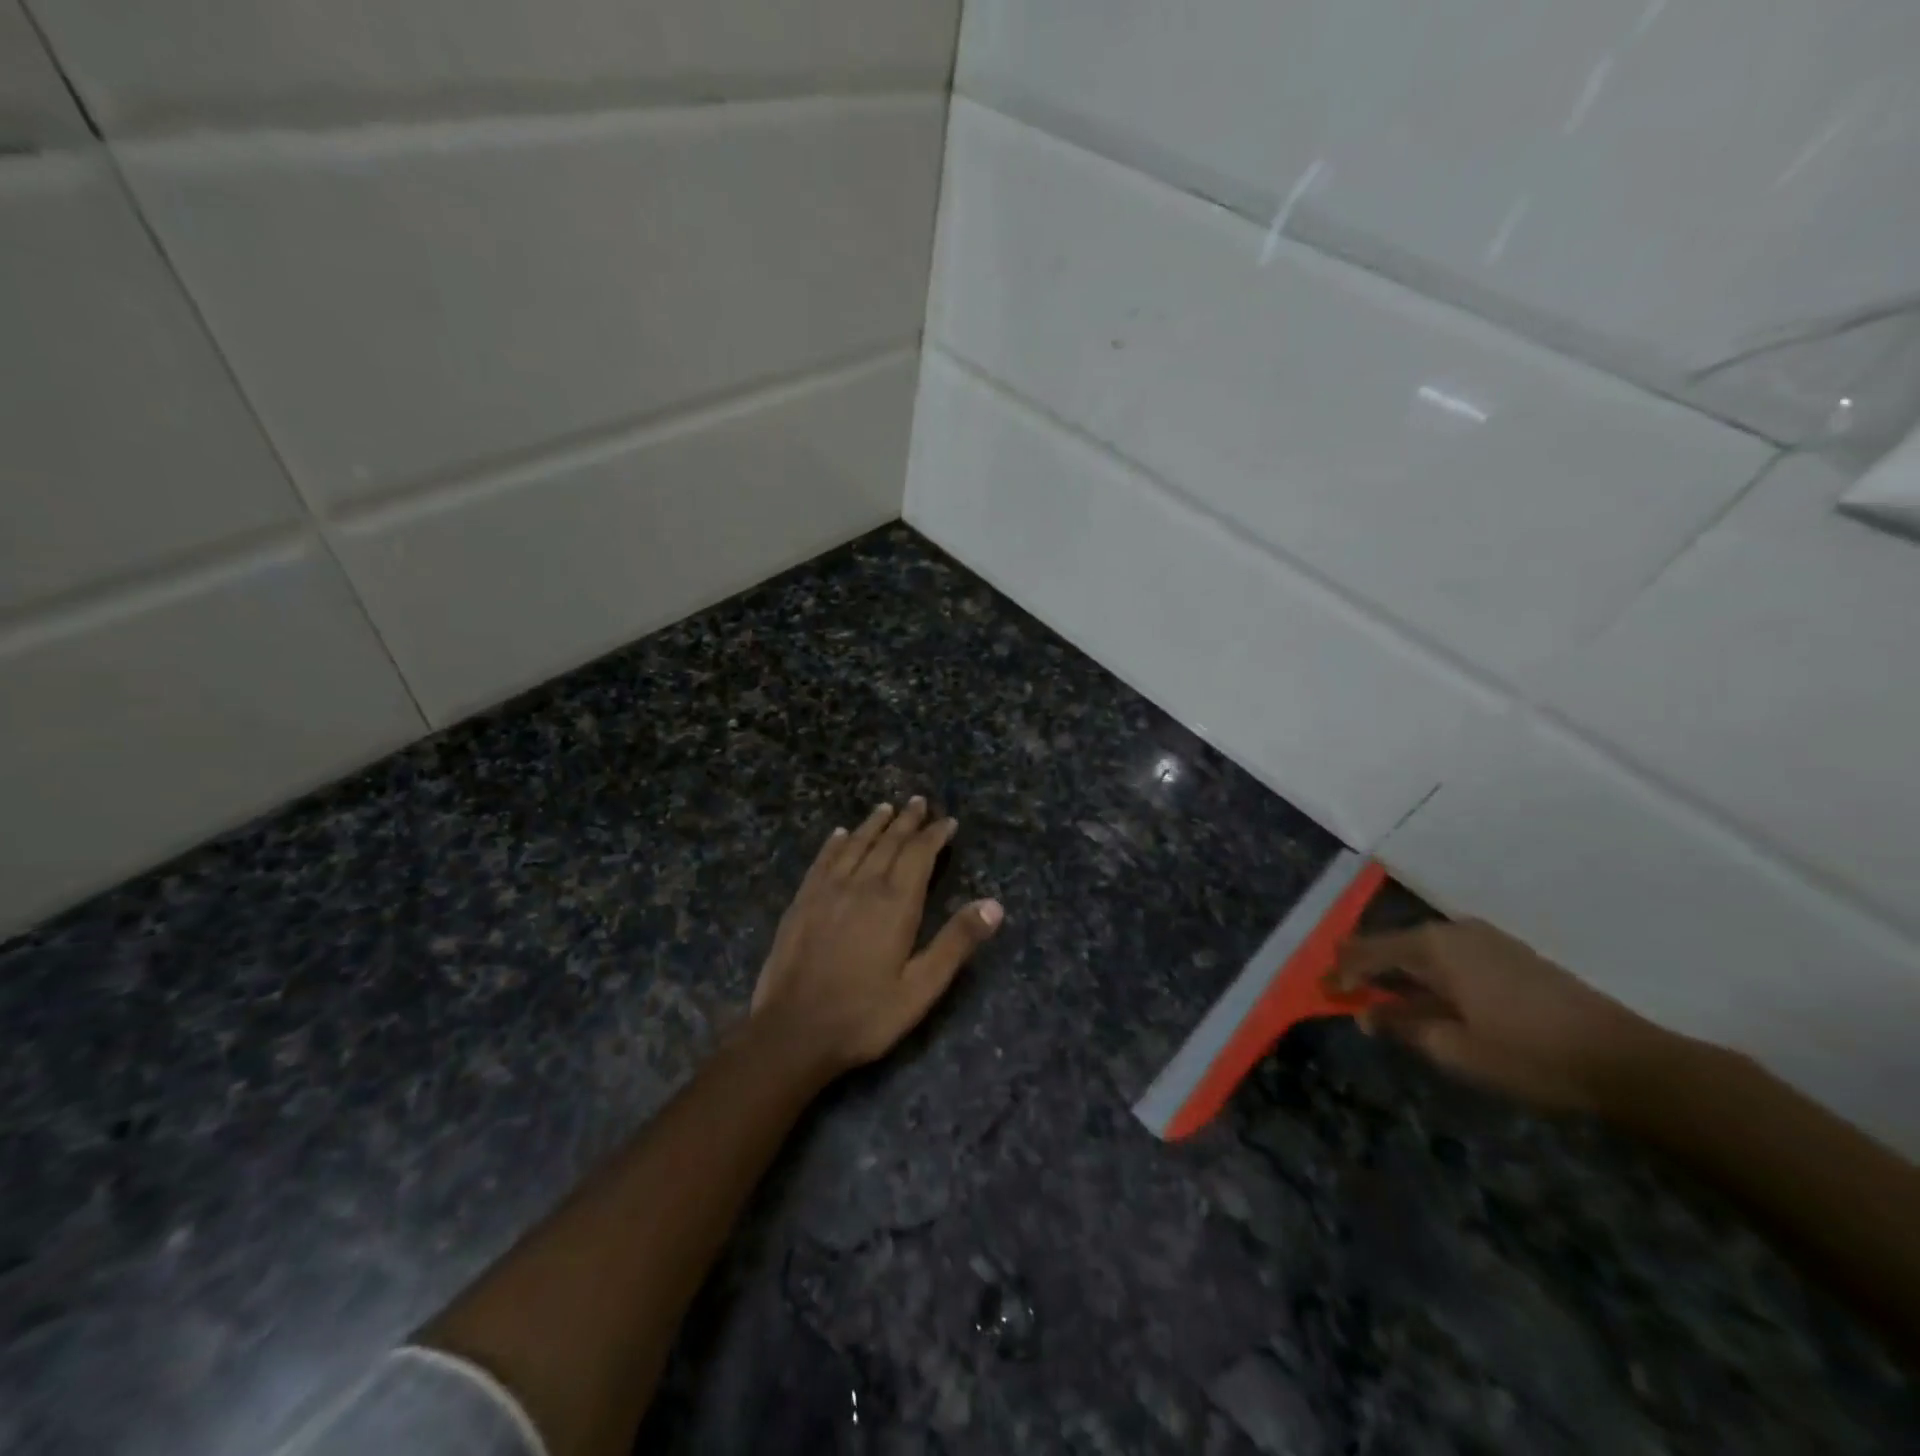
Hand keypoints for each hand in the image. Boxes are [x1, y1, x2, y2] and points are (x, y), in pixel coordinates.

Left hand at [750, 798, 1003, 1076]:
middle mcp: (862, 885)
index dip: (935, 835)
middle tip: (919, 802)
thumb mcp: (921, 988)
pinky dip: (835, 843)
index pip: (919, 854)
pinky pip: (823, 860)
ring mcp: (828, 890)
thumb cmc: (865, 1015)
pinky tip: (840, 834)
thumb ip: (956, 942)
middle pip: (889, 842)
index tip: (948, 821)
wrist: (793, 1031)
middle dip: (907, 821)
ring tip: (887, 808)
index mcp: (895, 903)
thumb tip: (994, 904)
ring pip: (856, 844)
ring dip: (874, 824)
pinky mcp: (802, 901)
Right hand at [1329, 919, 1674, 1113]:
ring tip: (1381, 999)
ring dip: (1398, 974)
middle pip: (1395, 944)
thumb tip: (1367, 1013)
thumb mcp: (1454, 1049)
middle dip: (1367, 969)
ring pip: (1424, 952)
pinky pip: (1451, 958)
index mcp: (1434, 947)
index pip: (1369, 951)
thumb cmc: (1528, 1054)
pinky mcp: (1510, 956)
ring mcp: (1486, 941)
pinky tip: (1427, 1000)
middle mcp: (1455, 932)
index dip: (1342, 971)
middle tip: (1345, 992)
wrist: (1626, 1061)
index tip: (1321, 990)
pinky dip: (1429, 976)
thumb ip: (1402, 1025)